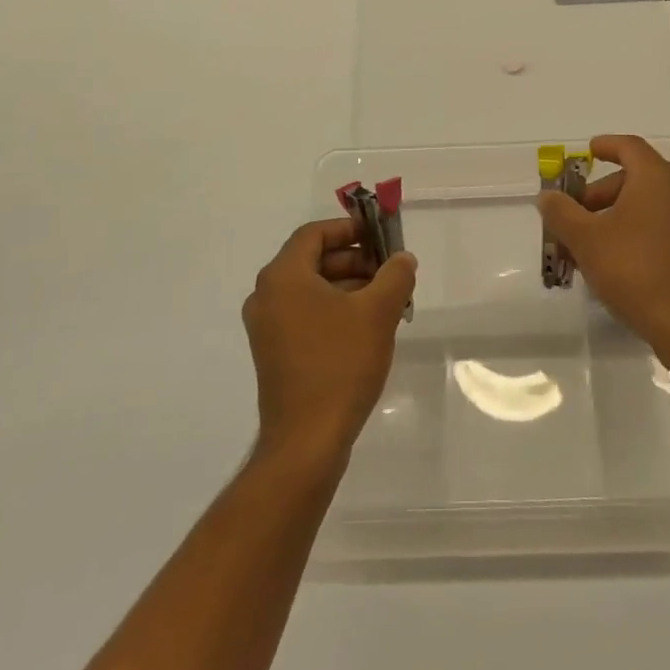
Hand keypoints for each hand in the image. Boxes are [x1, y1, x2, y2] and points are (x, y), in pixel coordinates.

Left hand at [242, 218, 416, 466]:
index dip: (349, 229)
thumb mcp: (377, 312)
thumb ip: (395, 275)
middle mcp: (267, 295)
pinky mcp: (274, 352)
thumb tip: (402, 258)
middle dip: (355, 260)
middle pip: (313, 260)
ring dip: (348, 286)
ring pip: (311, 289)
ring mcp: (267, 327)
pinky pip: (306, 314)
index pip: (314, 233)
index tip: (381, 237)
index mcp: (283, 277)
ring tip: (386, 301)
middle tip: (390, 271)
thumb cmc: (340, 364)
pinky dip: (335, 309)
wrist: (307, 440)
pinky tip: (366, 327)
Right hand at [537, 134, 669, 364]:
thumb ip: (562, 212)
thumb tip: (547, 196)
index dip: (606, 145)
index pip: (629, 147)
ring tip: (584, 242)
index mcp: (656, 178)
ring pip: (645, 204)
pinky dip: (631, 230)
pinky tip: (608, 259)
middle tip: (573, 213)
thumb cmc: (632, 268)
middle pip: (634, 177)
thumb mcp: (585, 238)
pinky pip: (657, 225)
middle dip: (599, 192)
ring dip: (612, 214)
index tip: (587, 151)